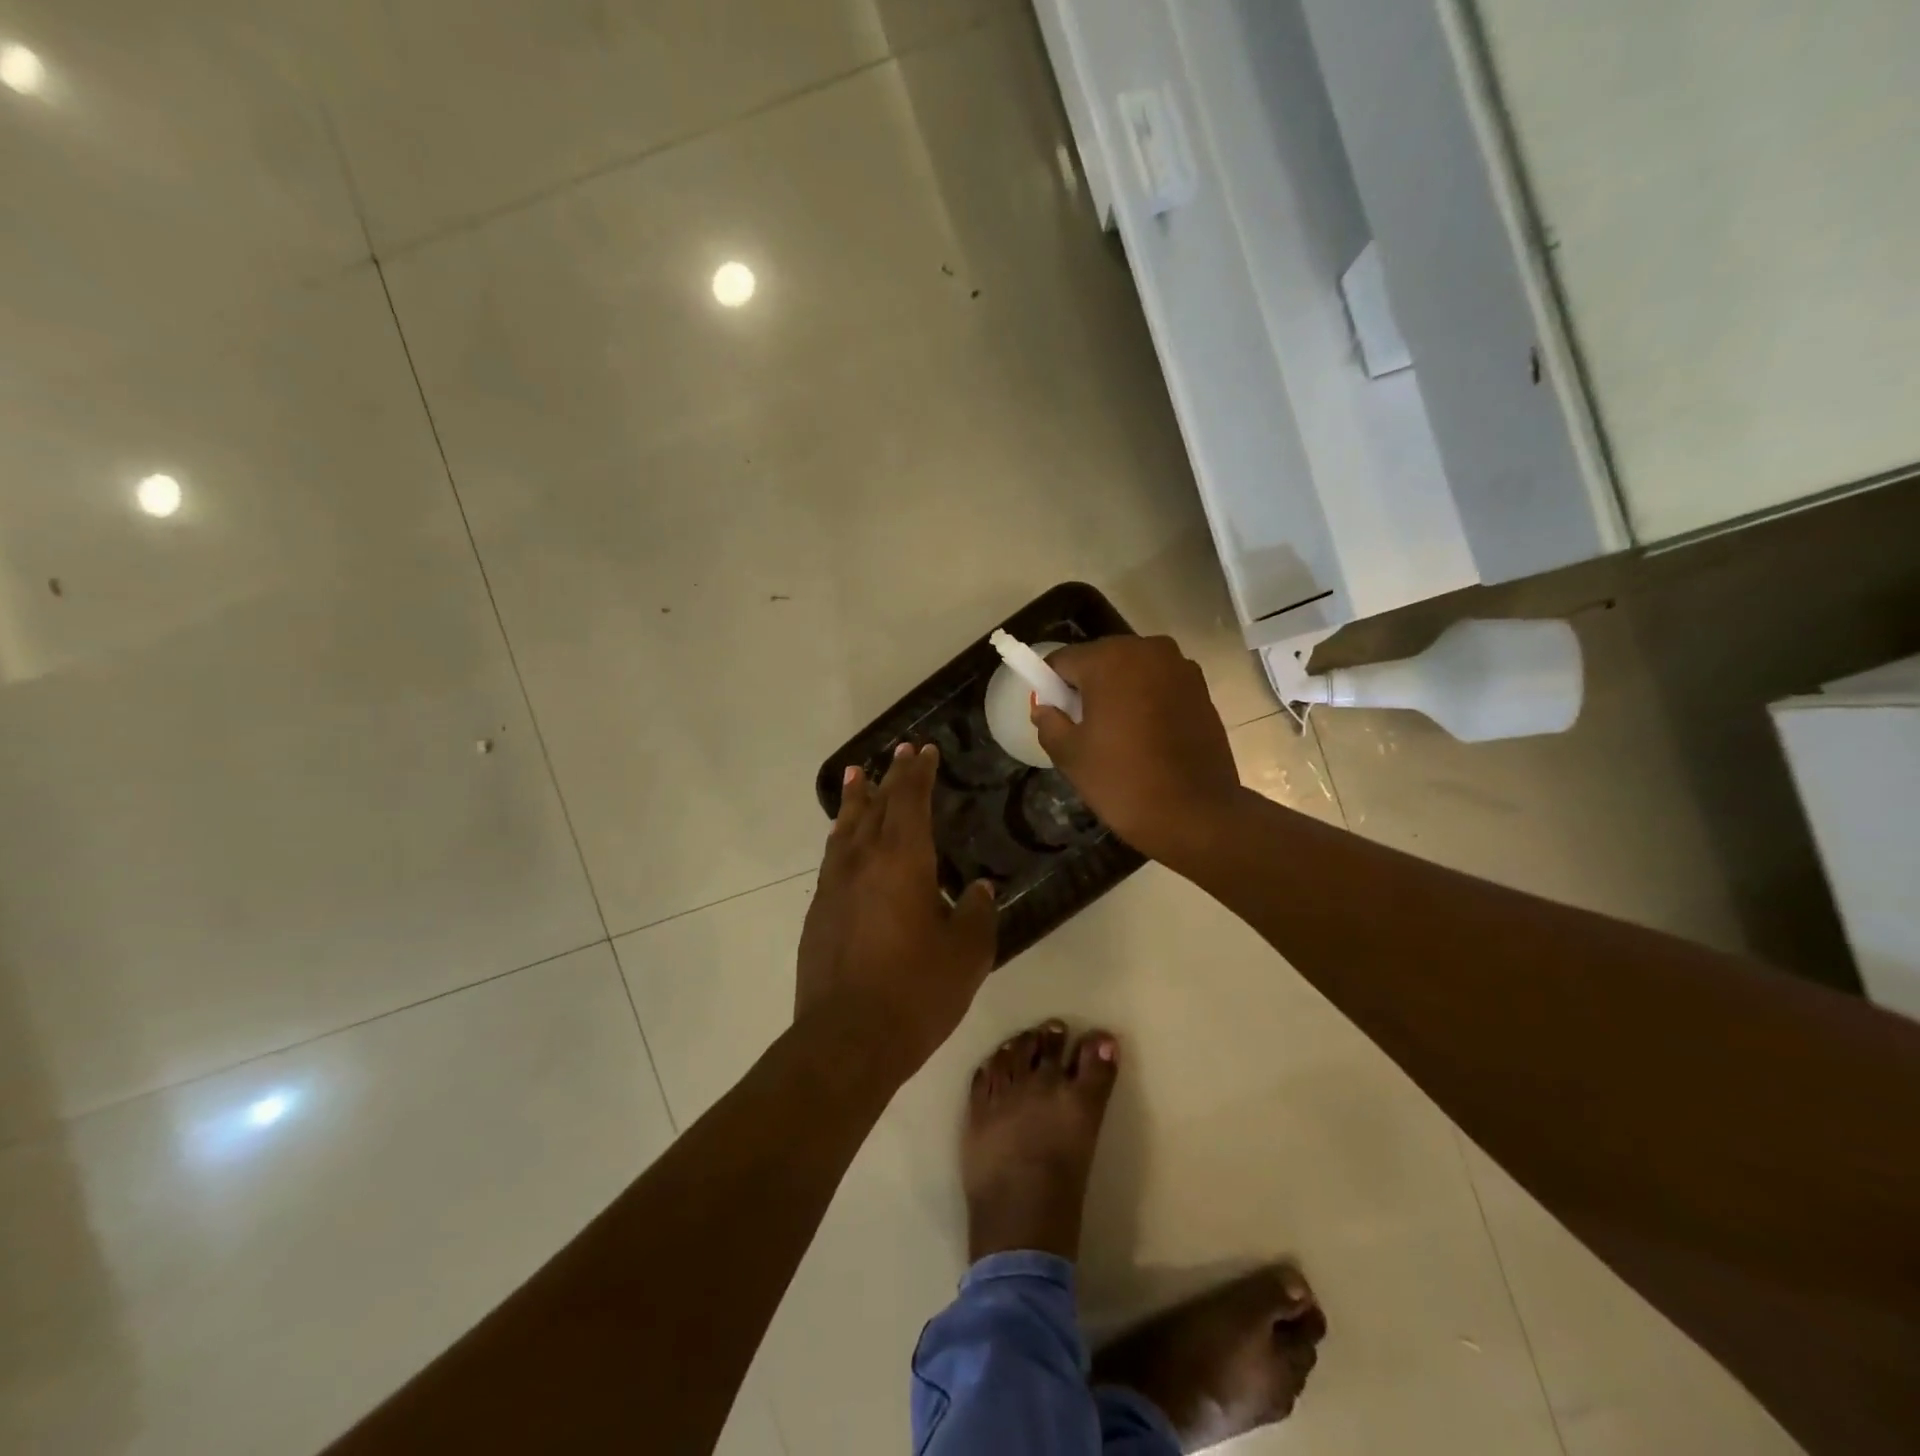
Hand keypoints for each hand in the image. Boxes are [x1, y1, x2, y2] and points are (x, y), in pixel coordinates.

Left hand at [796, 743, 997, 1080]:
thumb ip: (975, 914)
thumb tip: (978, 890)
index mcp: (903, 860)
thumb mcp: (967, 954)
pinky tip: (844, 841)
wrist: (847, 1040)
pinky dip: (841, 835)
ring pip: (846, 827)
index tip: (925, 750)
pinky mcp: (818, 912)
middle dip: (892, 776)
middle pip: (877, 805)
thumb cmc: (916, 992)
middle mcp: (864, 861)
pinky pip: (832, 857)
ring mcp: (834, 885)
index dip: (919, 772)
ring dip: (856, 798)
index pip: (911, 800)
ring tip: (857, 775)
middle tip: (900, 752)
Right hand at [1032, 635, 1242, 864]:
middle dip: (1087, 687)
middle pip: (1100, 660)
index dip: (1051, 687)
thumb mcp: (1070, 755)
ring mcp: (1180, 667)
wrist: (1195, 814)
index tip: (1054, 716)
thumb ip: (1049, 722)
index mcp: (1109, 659)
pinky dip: (1147, 701)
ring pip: (1132, 672)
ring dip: (1119, 693)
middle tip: (1084, 729)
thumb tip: (1044, 708)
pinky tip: (1147, 737)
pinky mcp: (1202, 689)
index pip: (1063, 661)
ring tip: (1118, 735)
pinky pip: (1159, 685)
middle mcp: (1147, 650)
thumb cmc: (1123, 780)